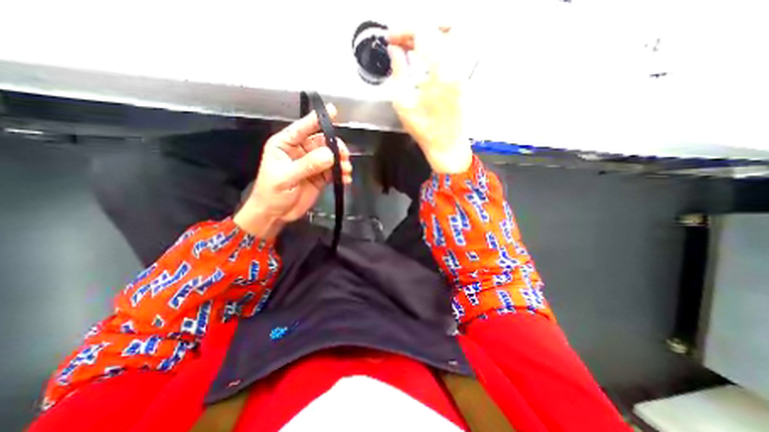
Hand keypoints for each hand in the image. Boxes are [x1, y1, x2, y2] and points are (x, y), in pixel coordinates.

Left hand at [234, 105, 354, 239]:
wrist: (275, 214)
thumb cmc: (272, 193)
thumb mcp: (286, 177)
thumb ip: (308, 165)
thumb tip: (330, 155)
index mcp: (286, 145)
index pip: (302, 128)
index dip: (317, 120)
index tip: (333, 112)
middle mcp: (300, 151)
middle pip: (322, 142)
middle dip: (335, 147)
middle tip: (344, 156)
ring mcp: (312, 164)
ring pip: (330, 157)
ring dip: (341, 162)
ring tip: (346, 170)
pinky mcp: (320, 177)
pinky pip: (333, 172)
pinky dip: (341, 174)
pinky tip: (346, 179)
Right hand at [388, 27, 472, 173]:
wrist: (446, 145)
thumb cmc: (425, 130)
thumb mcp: (403, 103)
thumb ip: (398, 72)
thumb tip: (395, 52)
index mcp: (439, 70)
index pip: (422, 31)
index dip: (403, 31)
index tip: (390, 39)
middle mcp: (454, 65)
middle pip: (440, 26)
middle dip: (417, 28)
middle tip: (402, 40)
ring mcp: (461, 70)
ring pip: (450, 34)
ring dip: (430, 34)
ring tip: (412, 45)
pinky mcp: (461, 77)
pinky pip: (452, 49)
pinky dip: (437, 46)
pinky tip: (424, 58)